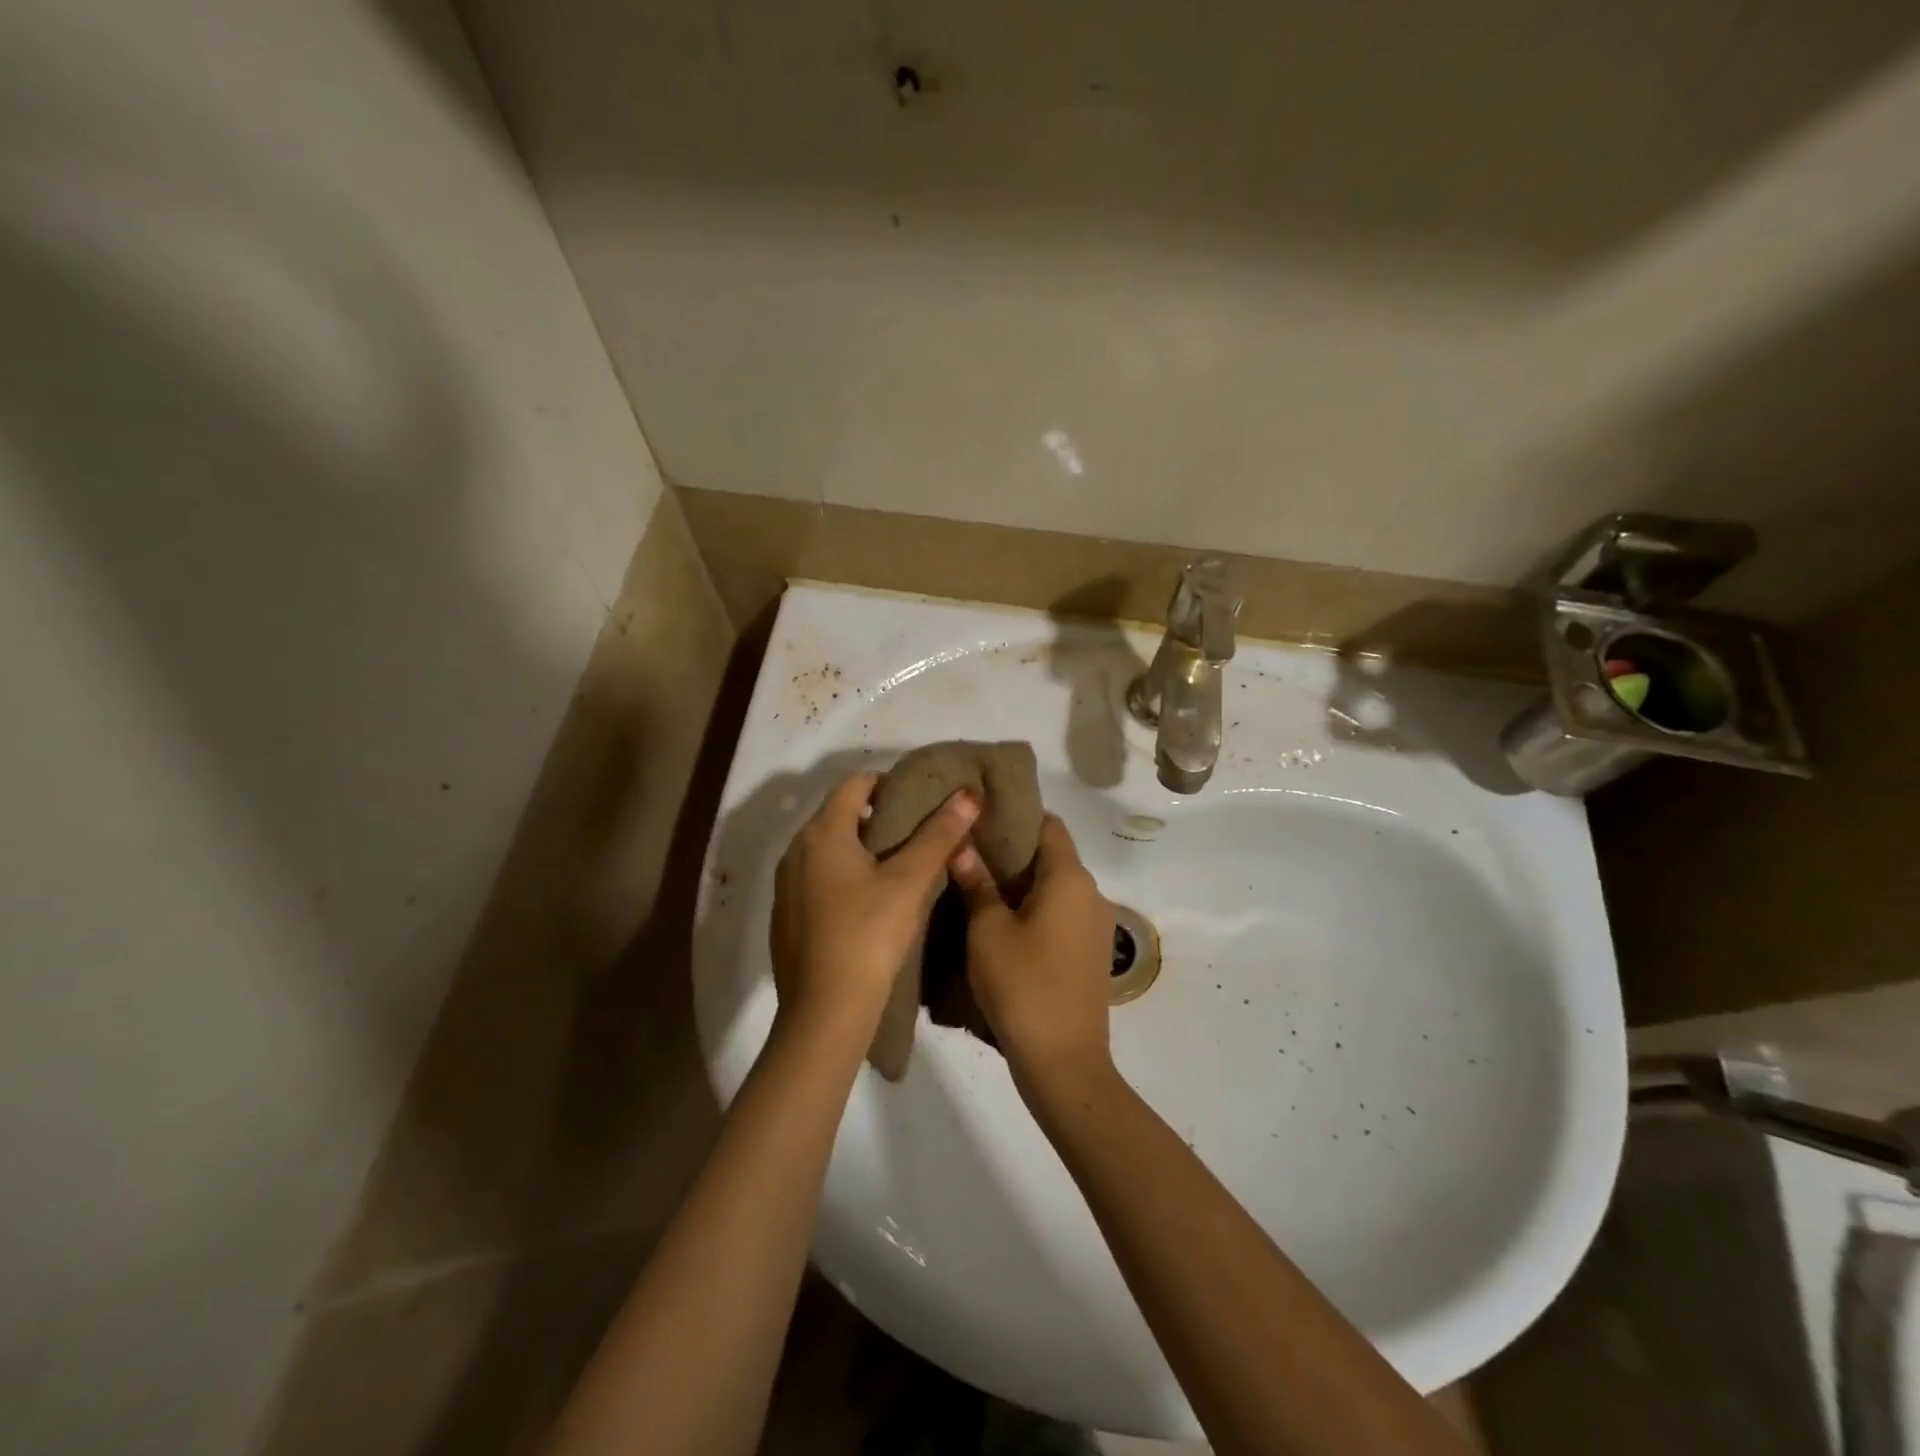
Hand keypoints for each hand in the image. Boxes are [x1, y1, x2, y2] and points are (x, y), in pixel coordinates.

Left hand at [770, 772, 979, 1045]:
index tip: (921, 800)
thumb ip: (939, 835)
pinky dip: (845, 876)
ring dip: (863, 848)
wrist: (825, 1012)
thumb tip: (968, 795)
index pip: (856, 783)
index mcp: (821, 833)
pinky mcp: (787, 916)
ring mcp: (786, 886)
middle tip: (919, 833)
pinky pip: (818, 878)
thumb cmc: (868, 935)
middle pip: (840, 815)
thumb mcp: (909, 882)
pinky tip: (871, 904)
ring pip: (829, 849)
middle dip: (880, 817)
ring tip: (901, 867)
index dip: (890, 783)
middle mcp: (795, 851)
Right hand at [948, 815, 1115, 1102]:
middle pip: (1053, 855)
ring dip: (1024, 882)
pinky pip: (1063, 914)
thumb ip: (977, 882)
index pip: (1048, 825)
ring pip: (1057, 887)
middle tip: (971, 850)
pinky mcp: (1091, 953)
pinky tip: (1004, 922)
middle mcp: (1092, 893)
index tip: (982, 816)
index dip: (1016, 815)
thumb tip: (963, 845)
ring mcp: (1096, 925)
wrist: (1063, 1061)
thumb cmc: (1022, 984)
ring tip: (981, 884)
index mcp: (1070, 877)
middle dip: (1014, 850)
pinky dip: (1037, 908)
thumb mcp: (987, 930)